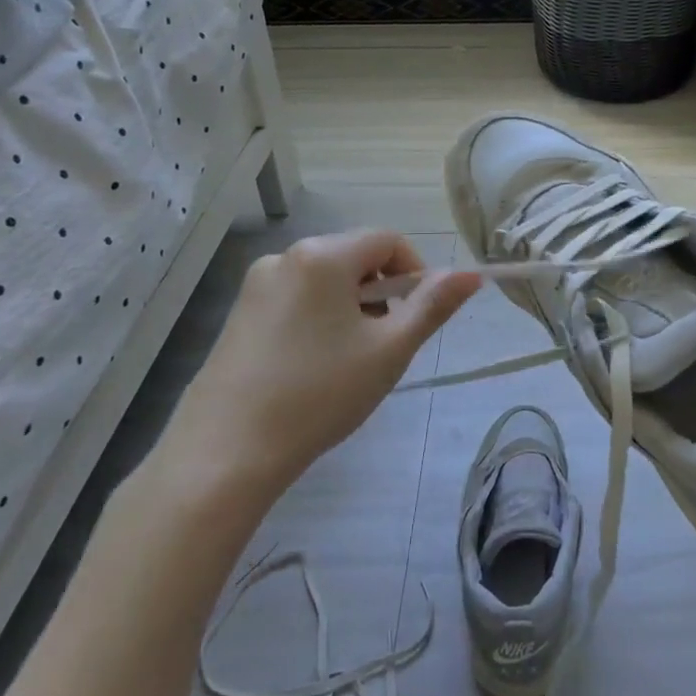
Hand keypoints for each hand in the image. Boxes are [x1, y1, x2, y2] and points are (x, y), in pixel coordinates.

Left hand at [156, 231, 479, 504]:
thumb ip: (433, 306)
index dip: (415, 273)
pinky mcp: (239, 313)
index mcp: (323, 255)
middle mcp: (286, 256)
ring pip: (326, 280)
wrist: (224, 454)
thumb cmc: (319, 394)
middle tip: (383, 347)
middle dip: (381, 294)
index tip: (416, 320)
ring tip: (347, 363)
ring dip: (352, 308)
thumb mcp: (389, 350)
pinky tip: (312, 368)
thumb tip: (471, 274)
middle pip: (355, 258)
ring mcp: (256, 284)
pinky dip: (319, 319)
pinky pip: (297, 298)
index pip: (388, 240)